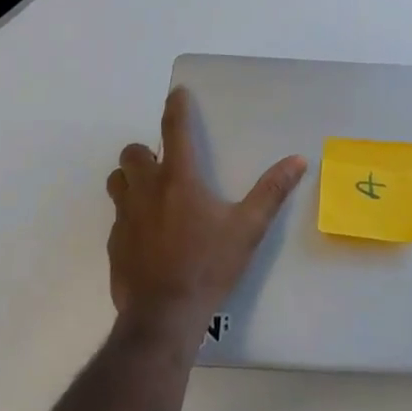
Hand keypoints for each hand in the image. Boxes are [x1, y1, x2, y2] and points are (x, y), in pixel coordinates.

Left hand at [106, 87, 307, 342]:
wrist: (163, 318)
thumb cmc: (208, 266)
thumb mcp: (247, 229)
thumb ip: (271, 192)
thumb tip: (297, 160)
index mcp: (178, 180)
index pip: (173, 130)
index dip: (175, 107)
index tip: (177, 93)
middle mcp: (146, 190)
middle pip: (132, 154)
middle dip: (145, 152)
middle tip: (164, 164)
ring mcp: (125, 218)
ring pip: (117, 182)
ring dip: (130, 180)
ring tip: (151, 194)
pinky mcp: (114, 245)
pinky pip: (117, 218)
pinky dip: (129, 216)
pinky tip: (148, 236)